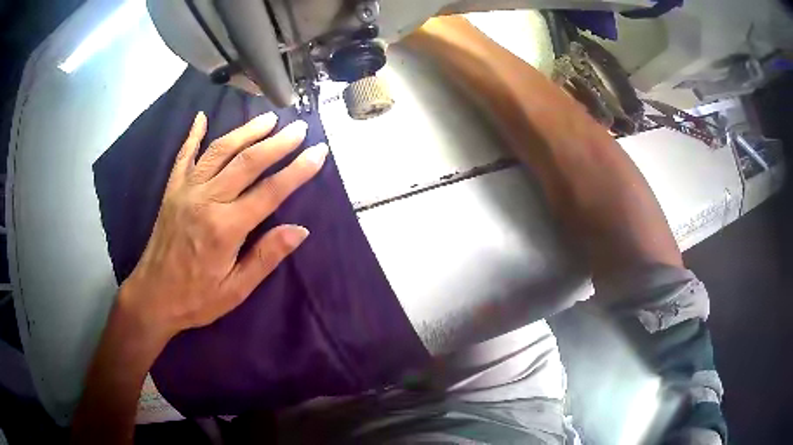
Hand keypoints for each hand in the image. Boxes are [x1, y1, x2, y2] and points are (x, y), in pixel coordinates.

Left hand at [118, 112, 327, 346]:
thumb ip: (266, 257)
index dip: (297, 170)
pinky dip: (193, 134)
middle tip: (300, 128)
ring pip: (219, 150)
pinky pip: (183, 156)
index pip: (269, 191)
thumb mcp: (236, 289)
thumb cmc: (196, 298)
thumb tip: (300, 230)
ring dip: (246, 131)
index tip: (319, 152)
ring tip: (269, 118)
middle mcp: (206, 200)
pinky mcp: (172, 190)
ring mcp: (186, 190)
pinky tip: (202, 117)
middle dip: (277, 143)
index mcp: (225, 227)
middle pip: (247, 162)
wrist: (153, 296)